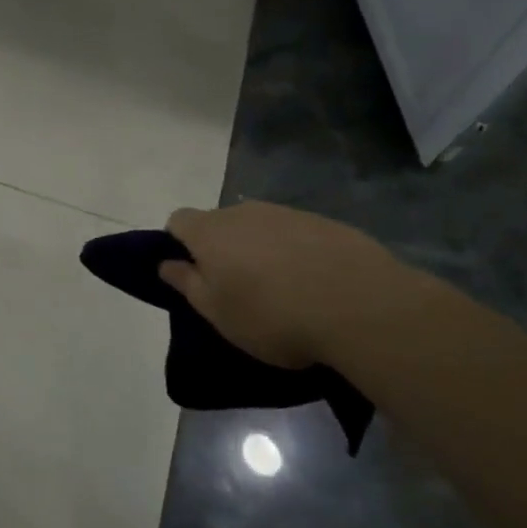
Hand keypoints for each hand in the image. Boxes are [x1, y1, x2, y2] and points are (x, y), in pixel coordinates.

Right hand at [160, 202, 420, 367]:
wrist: (360, 306)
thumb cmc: (272, 315)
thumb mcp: (217, 313)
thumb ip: (187, 284)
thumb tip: (165, 263)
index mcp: (209, 231)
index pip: (178, 221)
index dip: (179, 244)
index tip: (193, 275)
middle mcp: (242, 212)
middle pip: (220, 224)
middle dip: (223, 249)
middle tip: (238, 289)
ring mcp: (286, 214)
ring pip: (260, 228)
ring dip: (261, 251)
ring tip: (282, 291)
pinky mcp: (324, 223)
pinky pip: (296, 235)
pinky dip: (297, 254)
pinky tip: (316, 286)